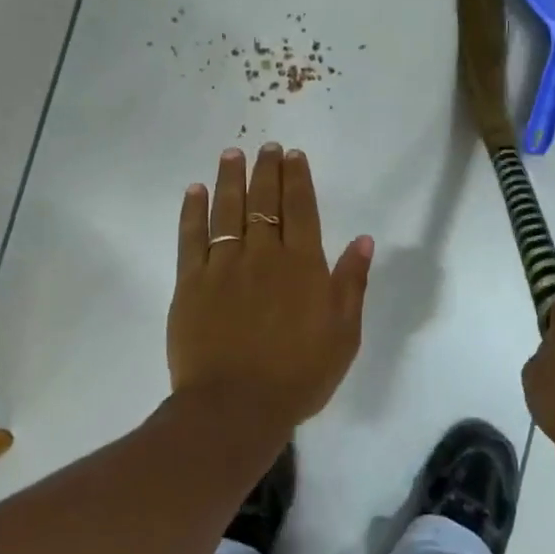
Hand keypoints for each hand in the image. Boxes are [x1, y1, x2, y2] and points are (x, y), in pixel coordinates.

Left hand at [168, 144, 373, 429]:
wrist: (236, 407)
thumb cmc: (300, 374)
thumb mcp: (343, 334)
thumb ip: (351, 283)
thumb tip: (363, 240)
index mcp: (303, 265)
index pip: (301, 209)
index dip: (297, 179)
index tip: (293, 155)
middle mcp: (264, 255)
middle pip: (264, 202)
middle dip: (266, 170)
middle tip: (266, 147)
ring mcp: (224, 267)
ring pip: (228, 211)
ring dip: (230, 180)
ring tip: (232, 154)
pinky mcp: (191, 284)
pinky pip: (191, 238)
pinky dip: (192, 211)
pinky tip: (195, 191)